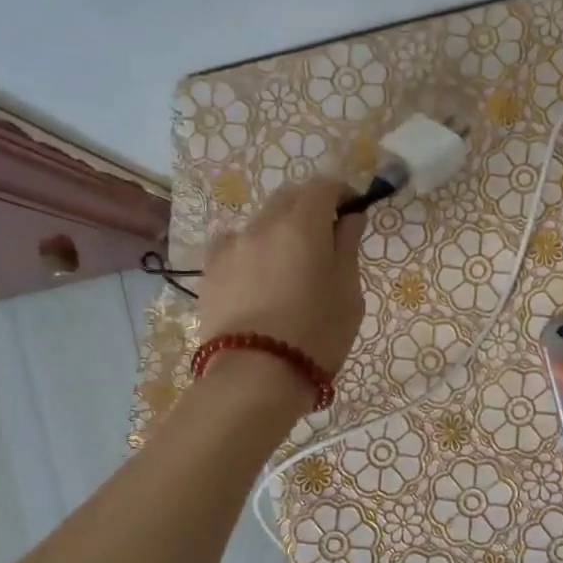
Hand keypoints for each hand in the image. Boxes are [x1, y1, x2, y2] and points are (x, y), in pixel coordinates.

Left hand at [195, 177, 366, 383]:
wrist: (257, 376)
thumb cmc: (318, 334)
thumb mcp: (348, 292)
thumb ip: (348, 247)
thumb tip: (350, 218)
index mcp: (303, 225)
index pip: (323, 186)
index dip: (341, 193)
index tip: (353, 212)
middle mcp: (263, 224)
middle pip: (289, 198)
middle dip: (310, 208)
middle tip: (325, 239)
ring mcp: (231, 246)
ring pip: (260, 222)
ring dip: (279, 230)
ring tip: (289, 265)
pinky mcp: (210, 271)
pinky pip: (232, 245)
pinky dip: (250, 249)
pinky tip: (256, 276)